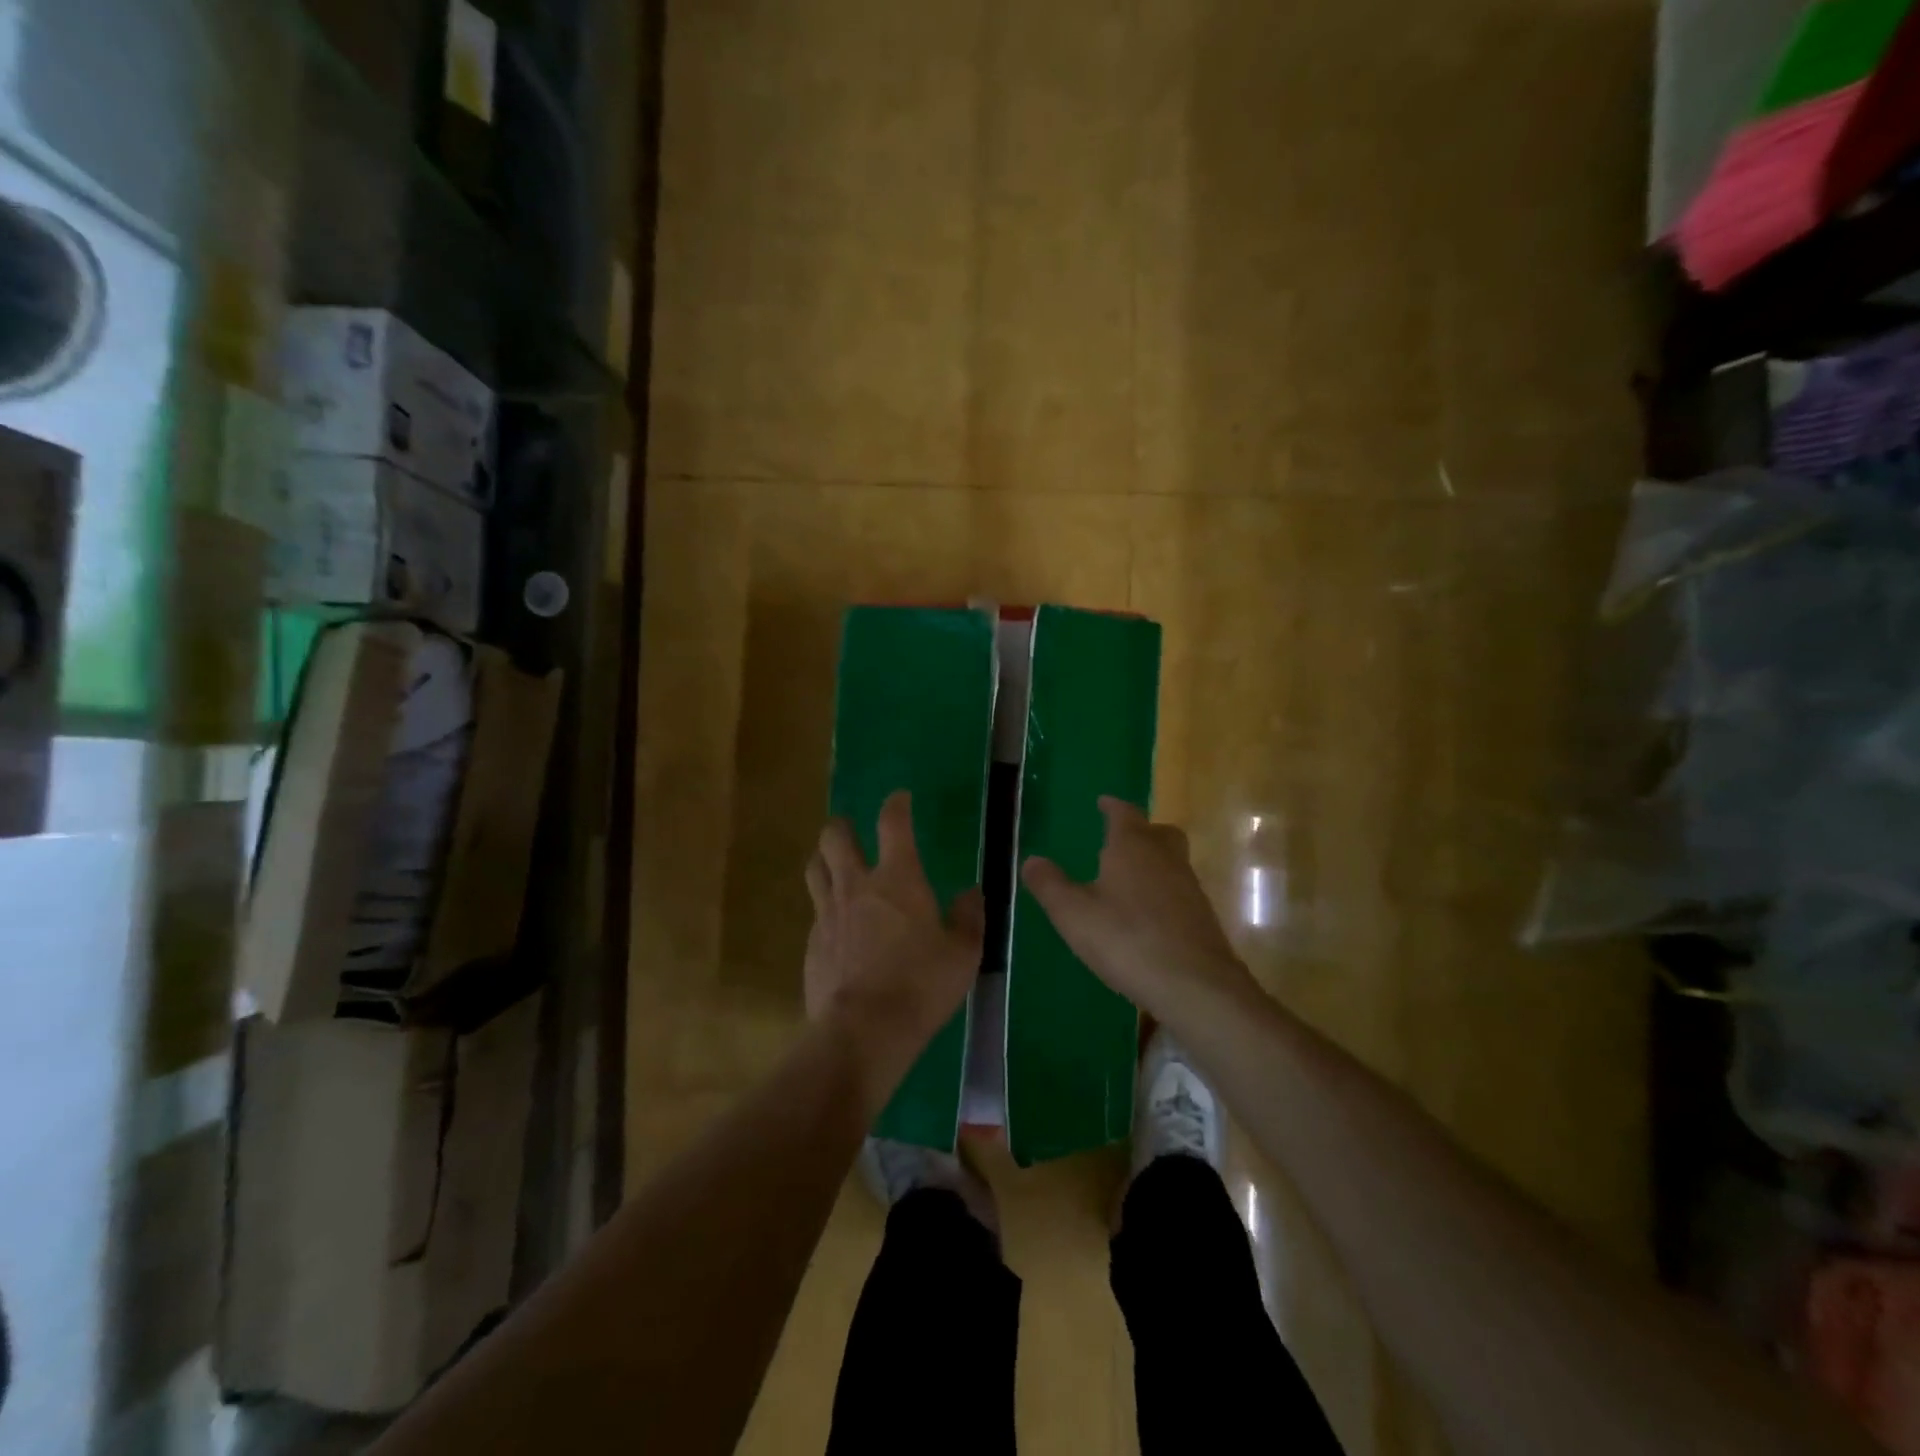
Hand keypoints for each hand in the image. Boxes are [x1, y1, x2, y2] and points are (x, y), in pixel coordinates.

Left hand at [804, 791, 983, 1107]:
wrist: (863, 1031)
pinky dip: (825, 905)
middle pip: (835, 836)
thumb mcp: (963, 954)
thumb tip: (972, 892)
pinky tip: (837, 923)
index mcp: (897, 878)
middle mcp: (856, 885)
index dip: (896, 804)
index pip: (892, 823)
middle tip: (853, 830)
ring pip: (815, 867)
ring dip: (825, 858)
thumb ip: (969, 918)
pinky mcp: (812, 942)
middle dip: (843, 825)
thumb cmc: (921, 985)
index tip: (900, 798)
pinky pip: (815, 910)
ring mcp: (828, 912)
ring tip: (835, 865)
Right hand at [1021, 797, 1261, 1026]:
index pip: (1124, 813)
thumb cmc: (1126, 939)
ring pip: (1172, 861)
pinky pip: (1179, 891)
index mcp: (1133, 846)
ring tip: (1127, 881)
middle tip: (1120, 839)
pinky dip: (1163, 893)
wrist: (1194, 984)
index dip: (1112, 806)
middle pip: (1158, 832)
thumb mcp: (1073, 914)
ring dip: (1153, 863)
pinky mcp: (1202, 917)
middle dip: (1141, 831)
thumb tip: (1031, 860)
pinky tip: (1146, 916)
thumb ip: (1050, 885)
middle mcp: (1165, 857)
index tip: (1103, 802)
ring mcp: (1189, 887)